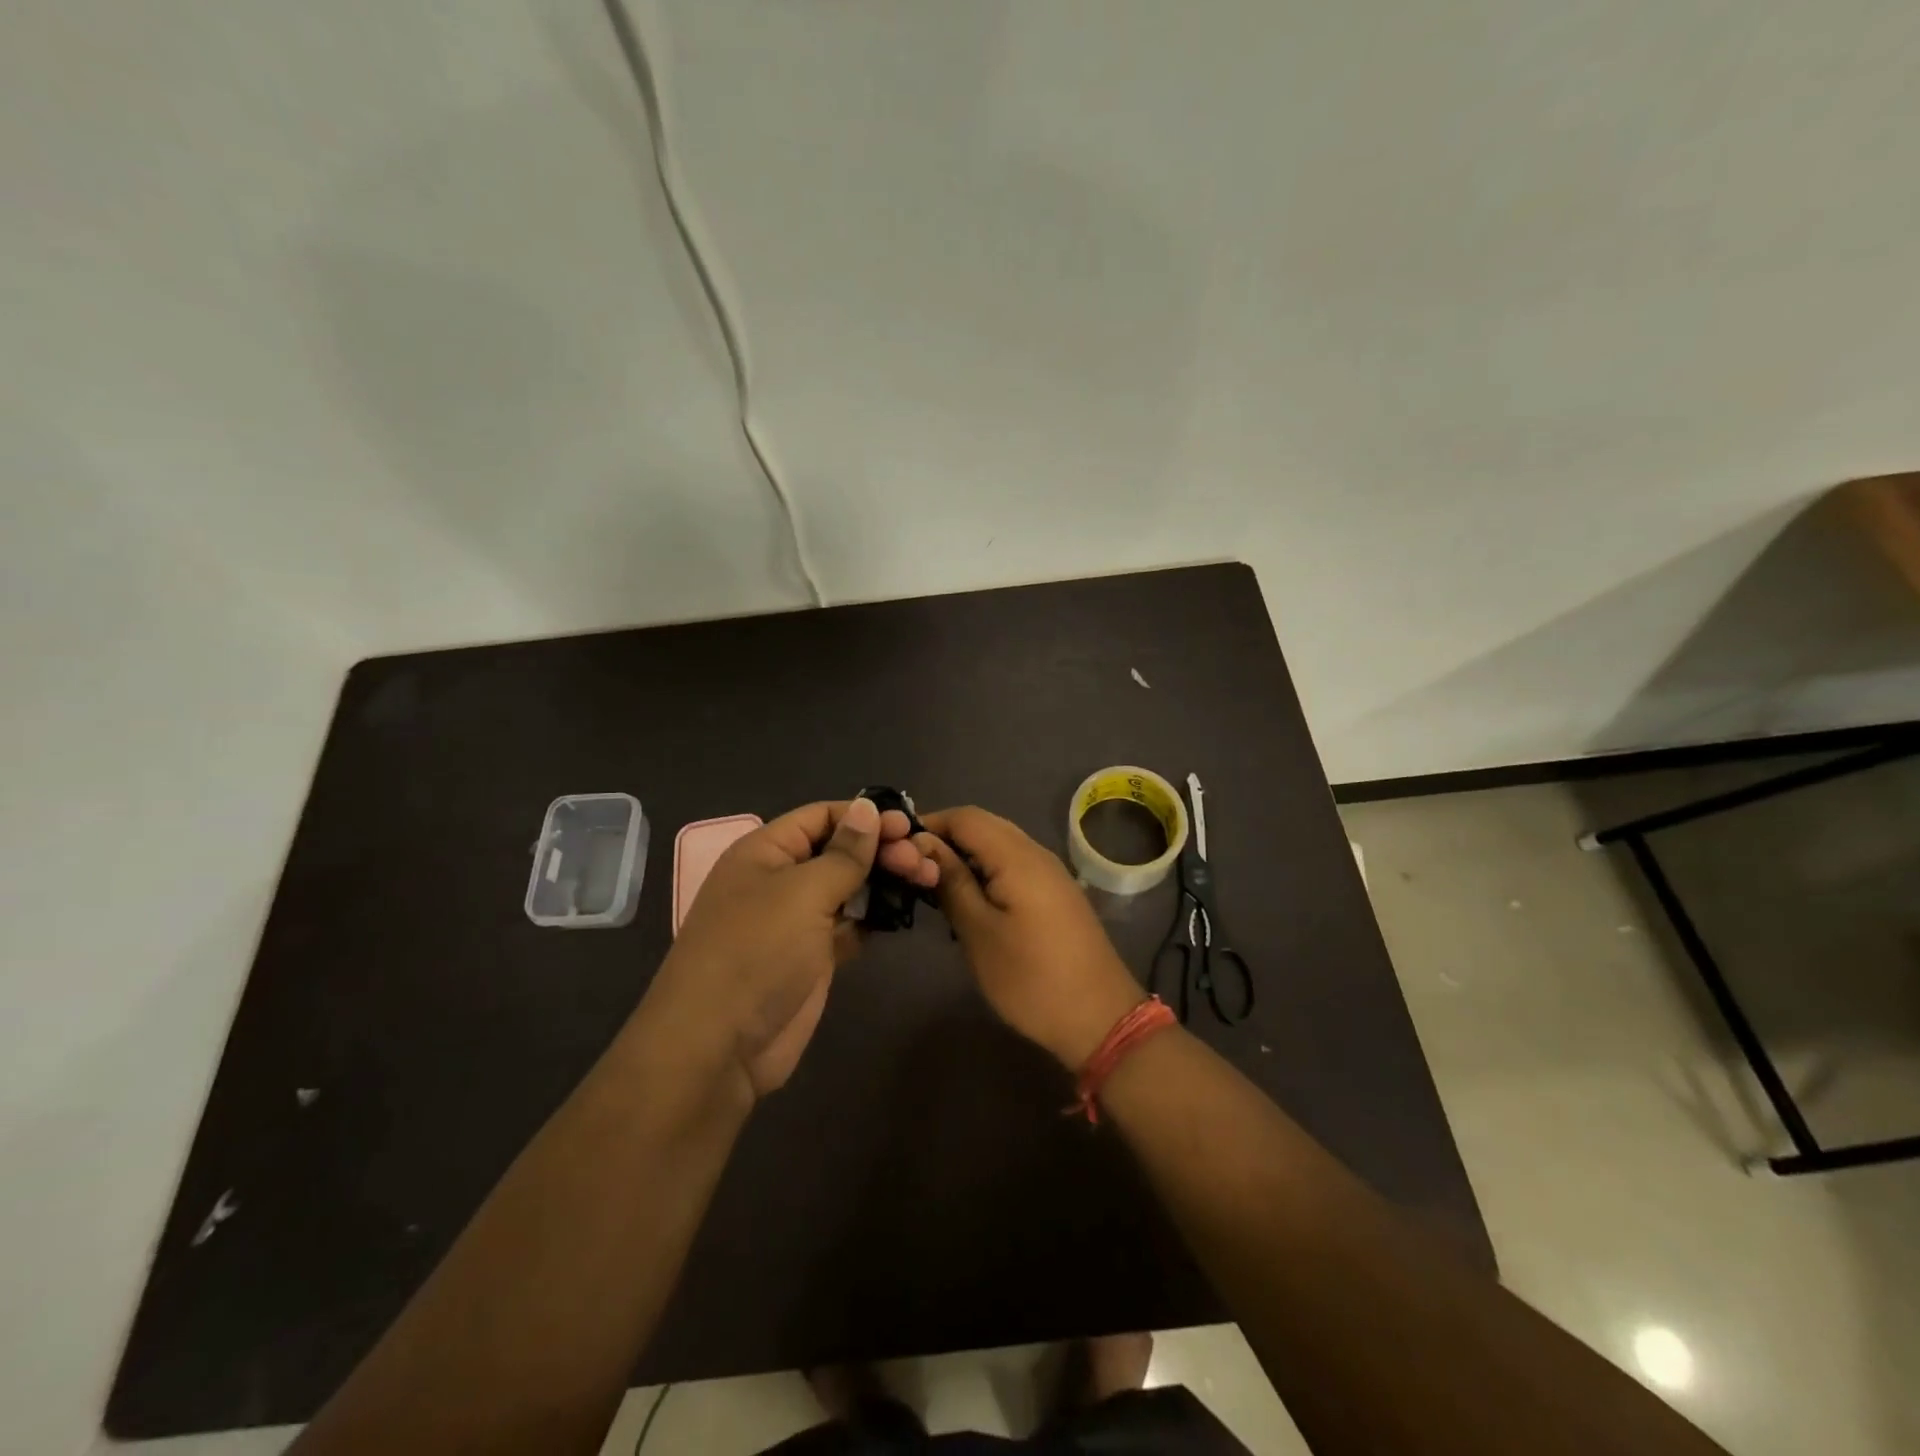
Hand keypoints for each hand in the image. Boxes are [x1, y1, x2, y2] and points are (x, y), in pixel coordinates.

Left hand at [658, 798, 938, 1097]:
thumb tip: (868, 807)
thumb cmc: (757, 951)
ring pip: (849, 888)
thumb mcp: (803, 892)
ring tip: (927, 880)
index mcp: (766, 851)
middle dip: (882, 850)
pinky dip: (875, 917)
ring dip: (885, 882)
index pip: (822, 816)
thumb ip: (844, 853)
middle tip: (922, 861)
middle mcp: (780, 880)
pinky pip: (850, 925)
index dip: (864, 817)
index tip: (909, 825)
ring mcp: (797, 921)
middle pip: (839, 851)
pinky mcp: (813, 957)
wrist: (719, 1046)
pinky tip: (904, 912)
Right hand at [918, 807, 1144, 1068]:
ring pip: (999, 845)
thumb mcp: (979, 933)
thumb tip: (924, 847)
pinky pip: (1014, 864)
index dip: (929, 823)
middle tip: (910, 866)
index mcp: (1017, 856)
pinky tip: (969, 899)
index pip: (965, 817)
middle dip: (945, 838)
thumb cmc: (1031, 979)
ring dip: (966, 855)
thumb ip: (952, 883)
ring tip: (932, 884)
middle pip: (984, 825)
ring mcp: (1051, 872)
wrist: (1101, 1017)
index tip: (895, 847)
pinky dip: (986, 870)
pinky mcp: (1056, 893)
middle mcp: (1036, 853)